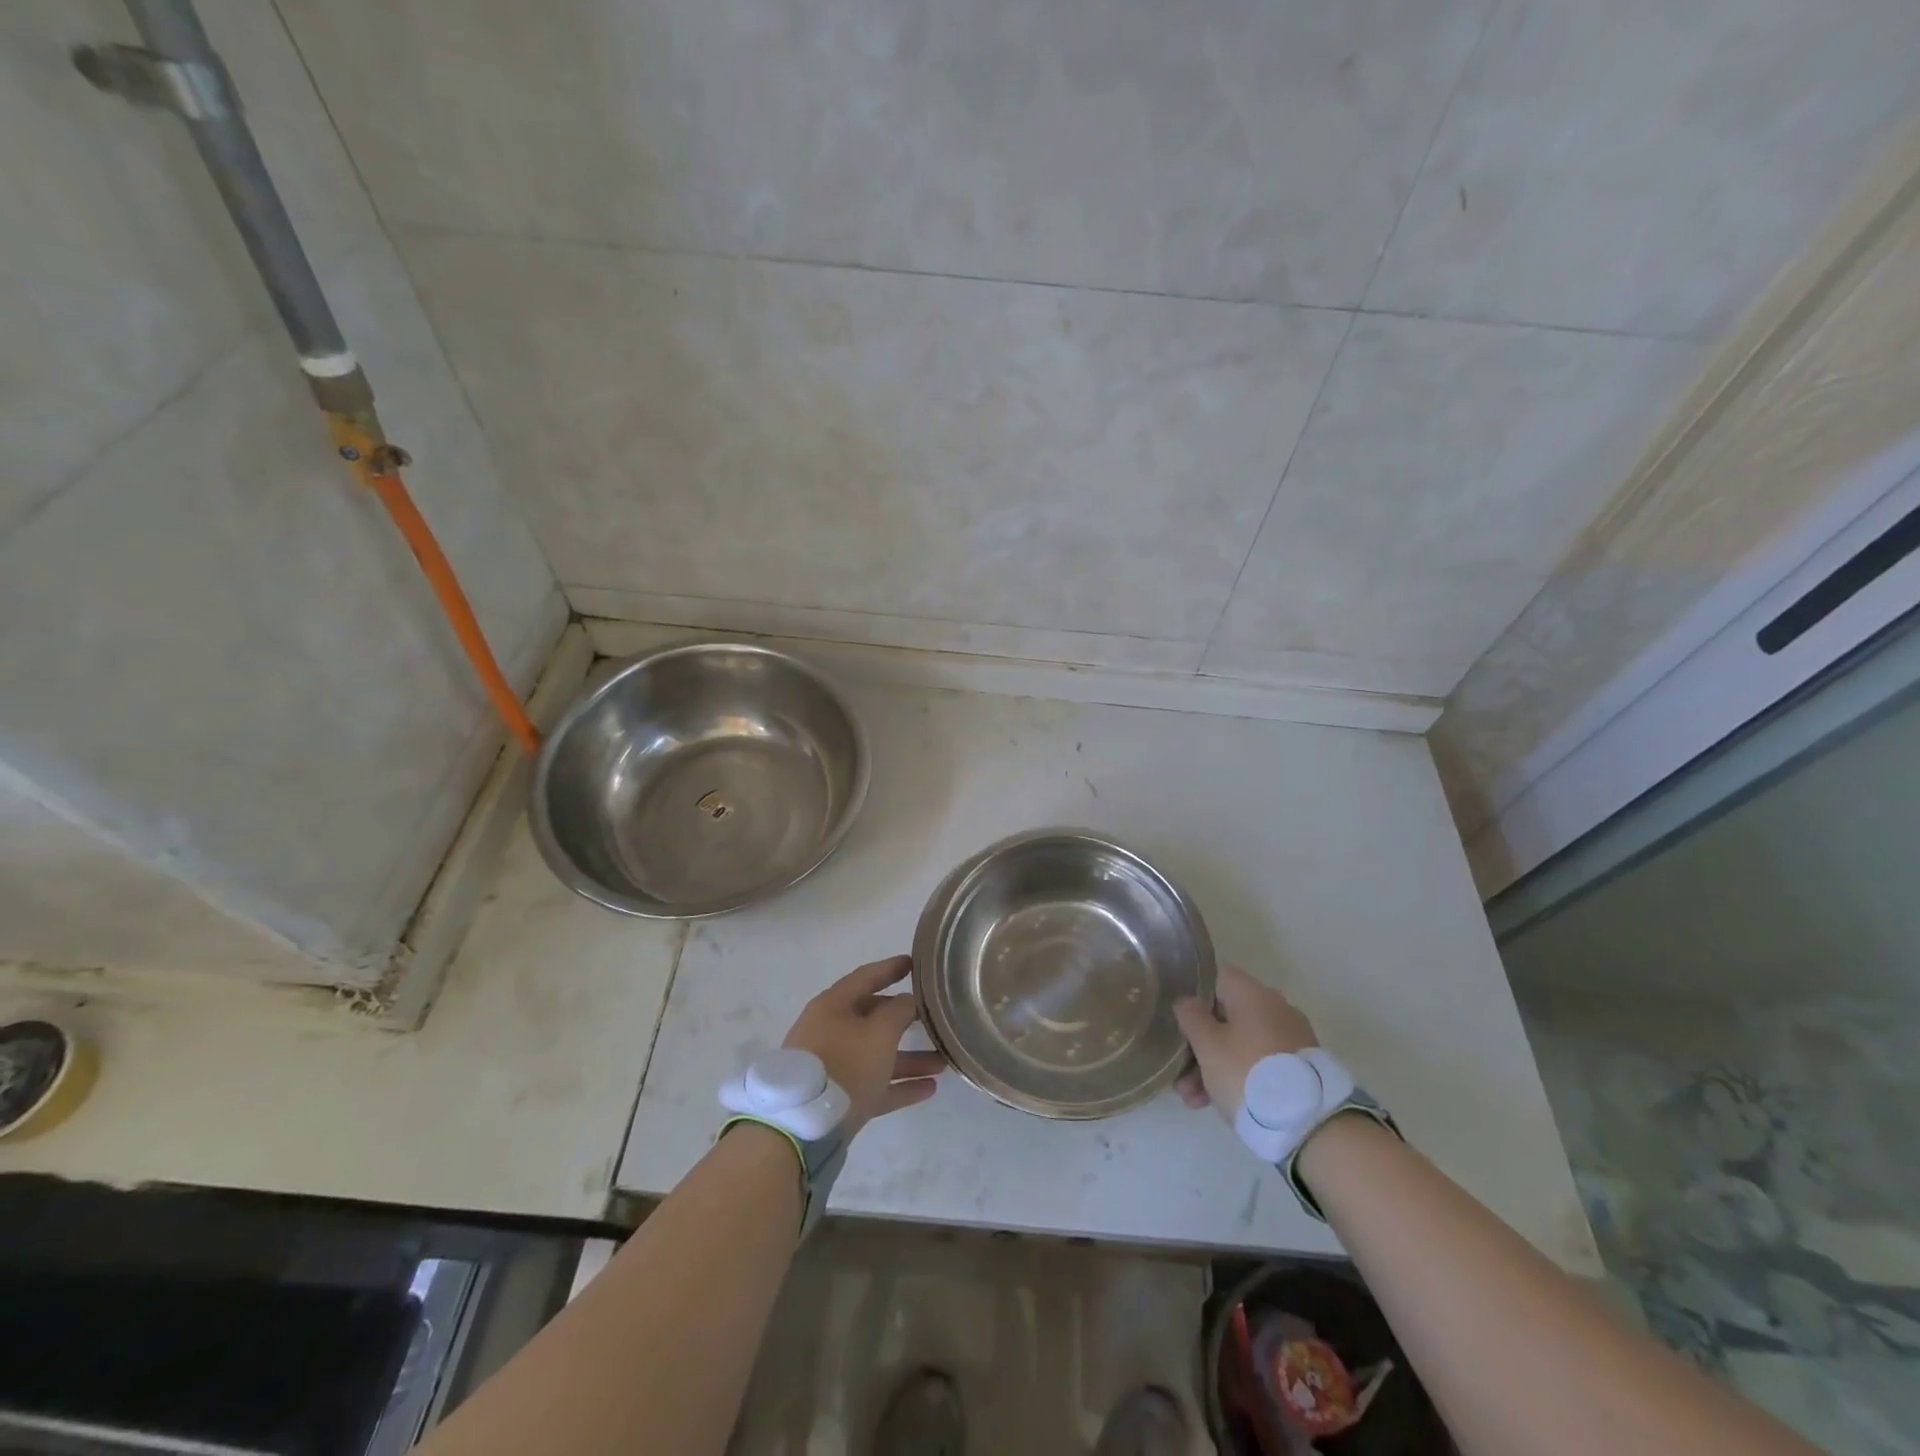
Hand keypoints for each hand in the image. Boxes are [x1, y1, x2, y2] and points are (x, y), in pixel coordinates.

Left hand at [782, 955, 943, 1135]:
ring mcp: (833, 1065)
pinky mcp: (838, 1098)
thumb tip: (909, 1001)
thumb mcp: (879, 1032)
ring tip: (943, 1063)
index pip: (866, 977)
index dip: (891, 968)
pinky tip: (929, 1089)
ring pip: (877, 1054)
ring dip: (910, 1058)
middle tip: (933, 1019)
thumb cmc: (844, 1064)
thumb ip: (900, 1011)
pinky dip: (899, 1084)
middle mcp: (831, 1030)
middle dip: (905, 1020)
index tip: (914, 963)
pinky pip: (874, 1084)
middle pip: (873, 1017)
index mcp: (834, 1005)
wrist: (803, 1126)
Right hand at [1172, 964, 1318, 1120]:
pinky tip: (1216, 1104)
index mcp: (1253, 993)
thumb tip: (1187, 1002)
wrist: (1310, 1125)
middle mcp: (1275, 1008)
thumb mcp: (1207, 1044)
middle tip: (1180, 1074)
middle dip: (1199, 1044)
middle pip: (1225, 1016)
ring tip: (1193, 1100)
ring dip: (1213, 1066)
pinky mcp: (1299, 1068)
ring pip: (1240, 1043)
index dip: (1192, 994)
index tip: (1177, 1019)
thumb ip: (1190, 1016)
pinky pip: (1258, 1063)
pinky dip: (1237, 1076)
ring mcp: (1290, 1038)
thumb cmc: (1247, 1073)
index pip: (1215, 977)